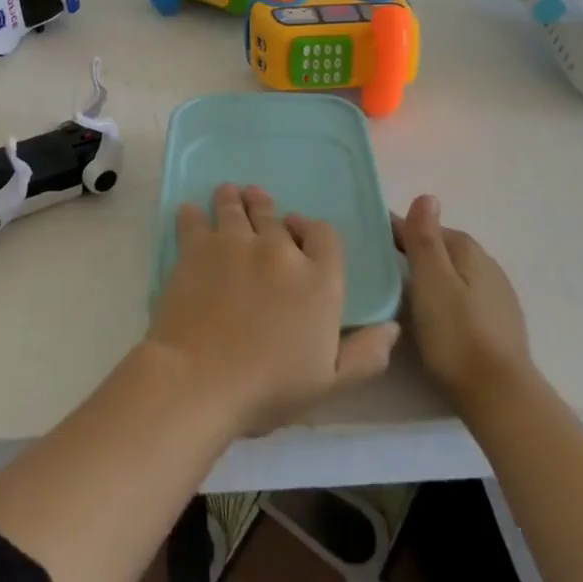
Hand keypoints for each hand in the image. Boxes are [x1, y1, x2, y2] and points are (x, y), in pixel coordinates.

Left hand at [148, 184, 398, 434]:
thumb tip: (391, 328)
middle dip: (268, 210)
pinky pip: (194, 220)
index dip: (312, 229)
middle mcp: (279, 251)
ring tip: (229, 192)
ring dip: (234, 200)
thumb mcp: (330, 384)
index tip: (299, 229)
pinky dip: (193, 214)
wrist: (199, 379)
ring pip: (236, 209)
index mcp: (319, 281)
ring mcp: (235, 243)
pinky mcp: (196, 248)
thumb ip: (365, 356)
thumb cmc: (268, 388)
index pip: (325, 235)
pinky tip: (191, 211)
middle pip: (276, 218)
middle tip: (258, 202)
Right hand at [394, 195, 533, 414]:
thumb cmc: (456, 334)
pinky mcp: (500, 324)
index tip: (371, 239)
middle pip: (445, 249)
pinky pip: (466, 297)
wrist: (499, 395)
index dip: (399, 231)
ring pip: (457, 273)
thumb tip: (427, 196)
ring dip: (433, 275)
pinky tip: (435, 316)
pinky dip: (447, 297)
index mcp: (469, 251)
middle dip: (417, 251)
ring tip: (404, 292)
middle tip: (382, 267)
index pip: (428, 228)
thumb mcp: (431, 282)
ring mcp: (498, 296)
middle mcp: (488, 266)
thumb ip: (425, 239)